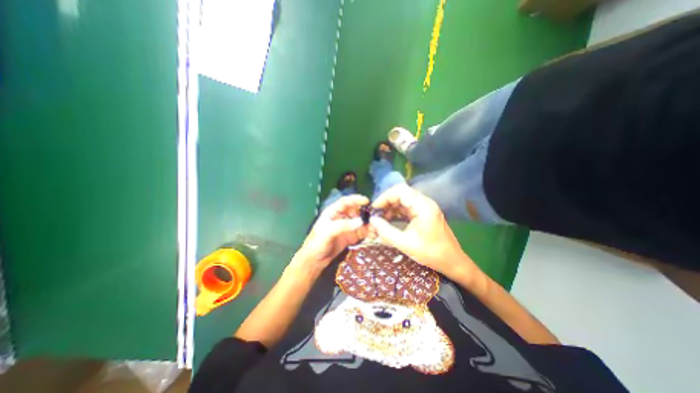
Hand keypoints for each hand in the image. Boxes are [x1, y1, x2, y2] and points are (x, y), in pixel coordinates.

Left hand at [294, 194, 370, 274]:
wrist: (315, 261)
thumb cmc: (316, 243)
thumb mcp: (328, 232)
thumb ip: (343, 226)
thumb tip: (360, 221)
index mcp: (333, 212)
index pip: (345, 202)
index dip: (356, 199)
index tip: (366, 201)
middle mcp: (341, 217)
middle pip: (355, 211)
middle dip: (364, 213)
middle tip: (373, 218)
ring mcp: (347, 227)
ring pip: (360, 221)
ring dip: (367, 224)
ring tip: (374, 228)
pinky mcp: (351, 236)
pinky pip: (361, 232)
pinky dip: (367, 232)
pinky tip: (372, 234)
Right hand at [371, 184, 482, 282]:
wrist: (452, 262)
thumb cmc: (431, 253)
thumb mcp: (405, 244)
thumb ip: (386, 231)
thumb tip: (371, 220)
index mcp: (423, 206)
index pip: (400, 190)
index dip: (384, 197)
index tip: (374, 209)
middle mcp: (425, 202)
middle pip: (401, 193)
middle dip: (386, 202)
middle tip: (376, 214)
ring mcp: (425, 207)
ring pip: (403, 199)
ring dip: (391, 207)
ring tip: (381, 218)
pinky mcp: (424, 213)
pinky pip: (407, 207)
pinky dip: (397, 212)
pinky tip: (390, 220)